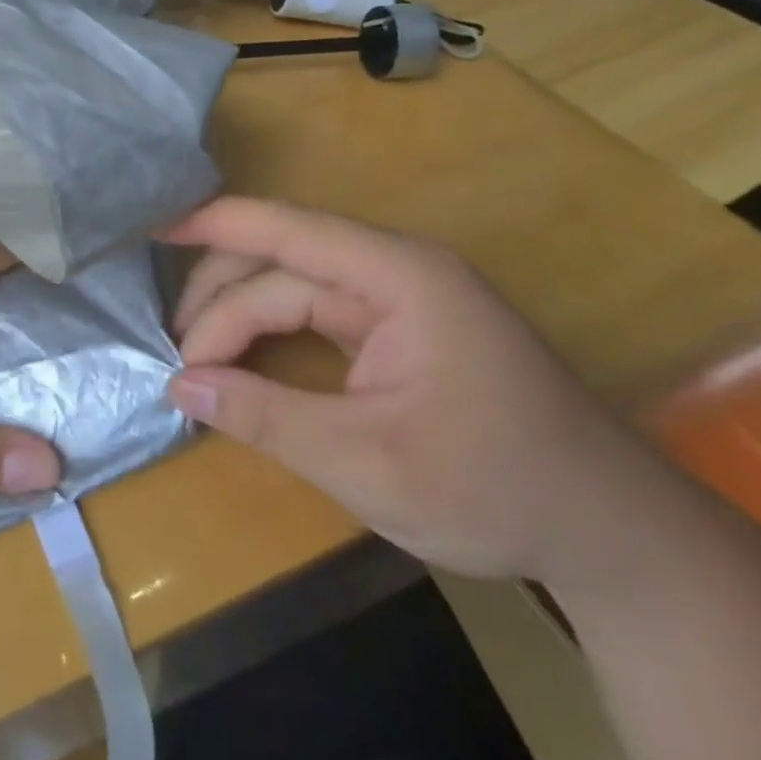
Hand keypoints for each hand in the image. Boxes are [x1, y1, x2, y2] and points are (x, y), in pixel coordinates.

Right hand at [161, 197, 676, 588]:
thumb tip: (178, 384)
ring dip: (238, 318)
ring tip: (195, 365)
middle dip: (218, 300)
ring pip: (292, 288)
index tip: (147, 232)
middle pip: (280, 262)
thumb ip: (264, 416)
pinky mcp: (398, 330)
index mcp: (397, 275)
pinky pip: (314, 315)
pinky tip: (238, 361)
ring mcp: (398, 299)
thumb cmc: (495, 488)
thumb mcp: (366, 461)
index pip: (284, 230)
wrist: (613, 535)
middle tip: (174, 357)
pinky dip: (269, 335)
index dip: (211, 224)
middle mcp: (394, 270)